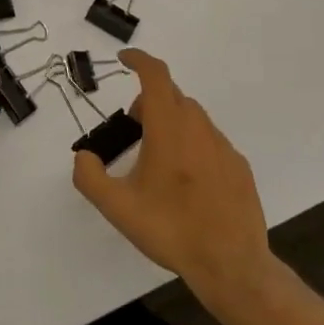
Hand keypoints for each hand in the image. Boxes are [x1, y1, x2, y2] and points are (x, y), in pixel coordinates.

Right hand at [71, 49, 273, 304]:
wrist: (231, 264)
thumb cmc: (171, 229)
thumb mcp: (117, 207)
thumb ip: (90, 177)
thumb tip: (84, 156)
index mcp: (169, 128)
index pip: (155, 75)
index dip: (138, 60)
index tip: (124, 60)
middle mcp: (199, 127)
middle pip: (172, 95)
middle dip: (148, 101)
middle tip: (132, 129)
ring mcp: (223, 146)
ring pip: (192, 118)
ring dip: (171, 123)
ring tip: (157, 160)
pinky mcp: (239, 167)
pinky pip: (209, 141)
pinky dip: (192, 145)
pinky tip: (186, 182)